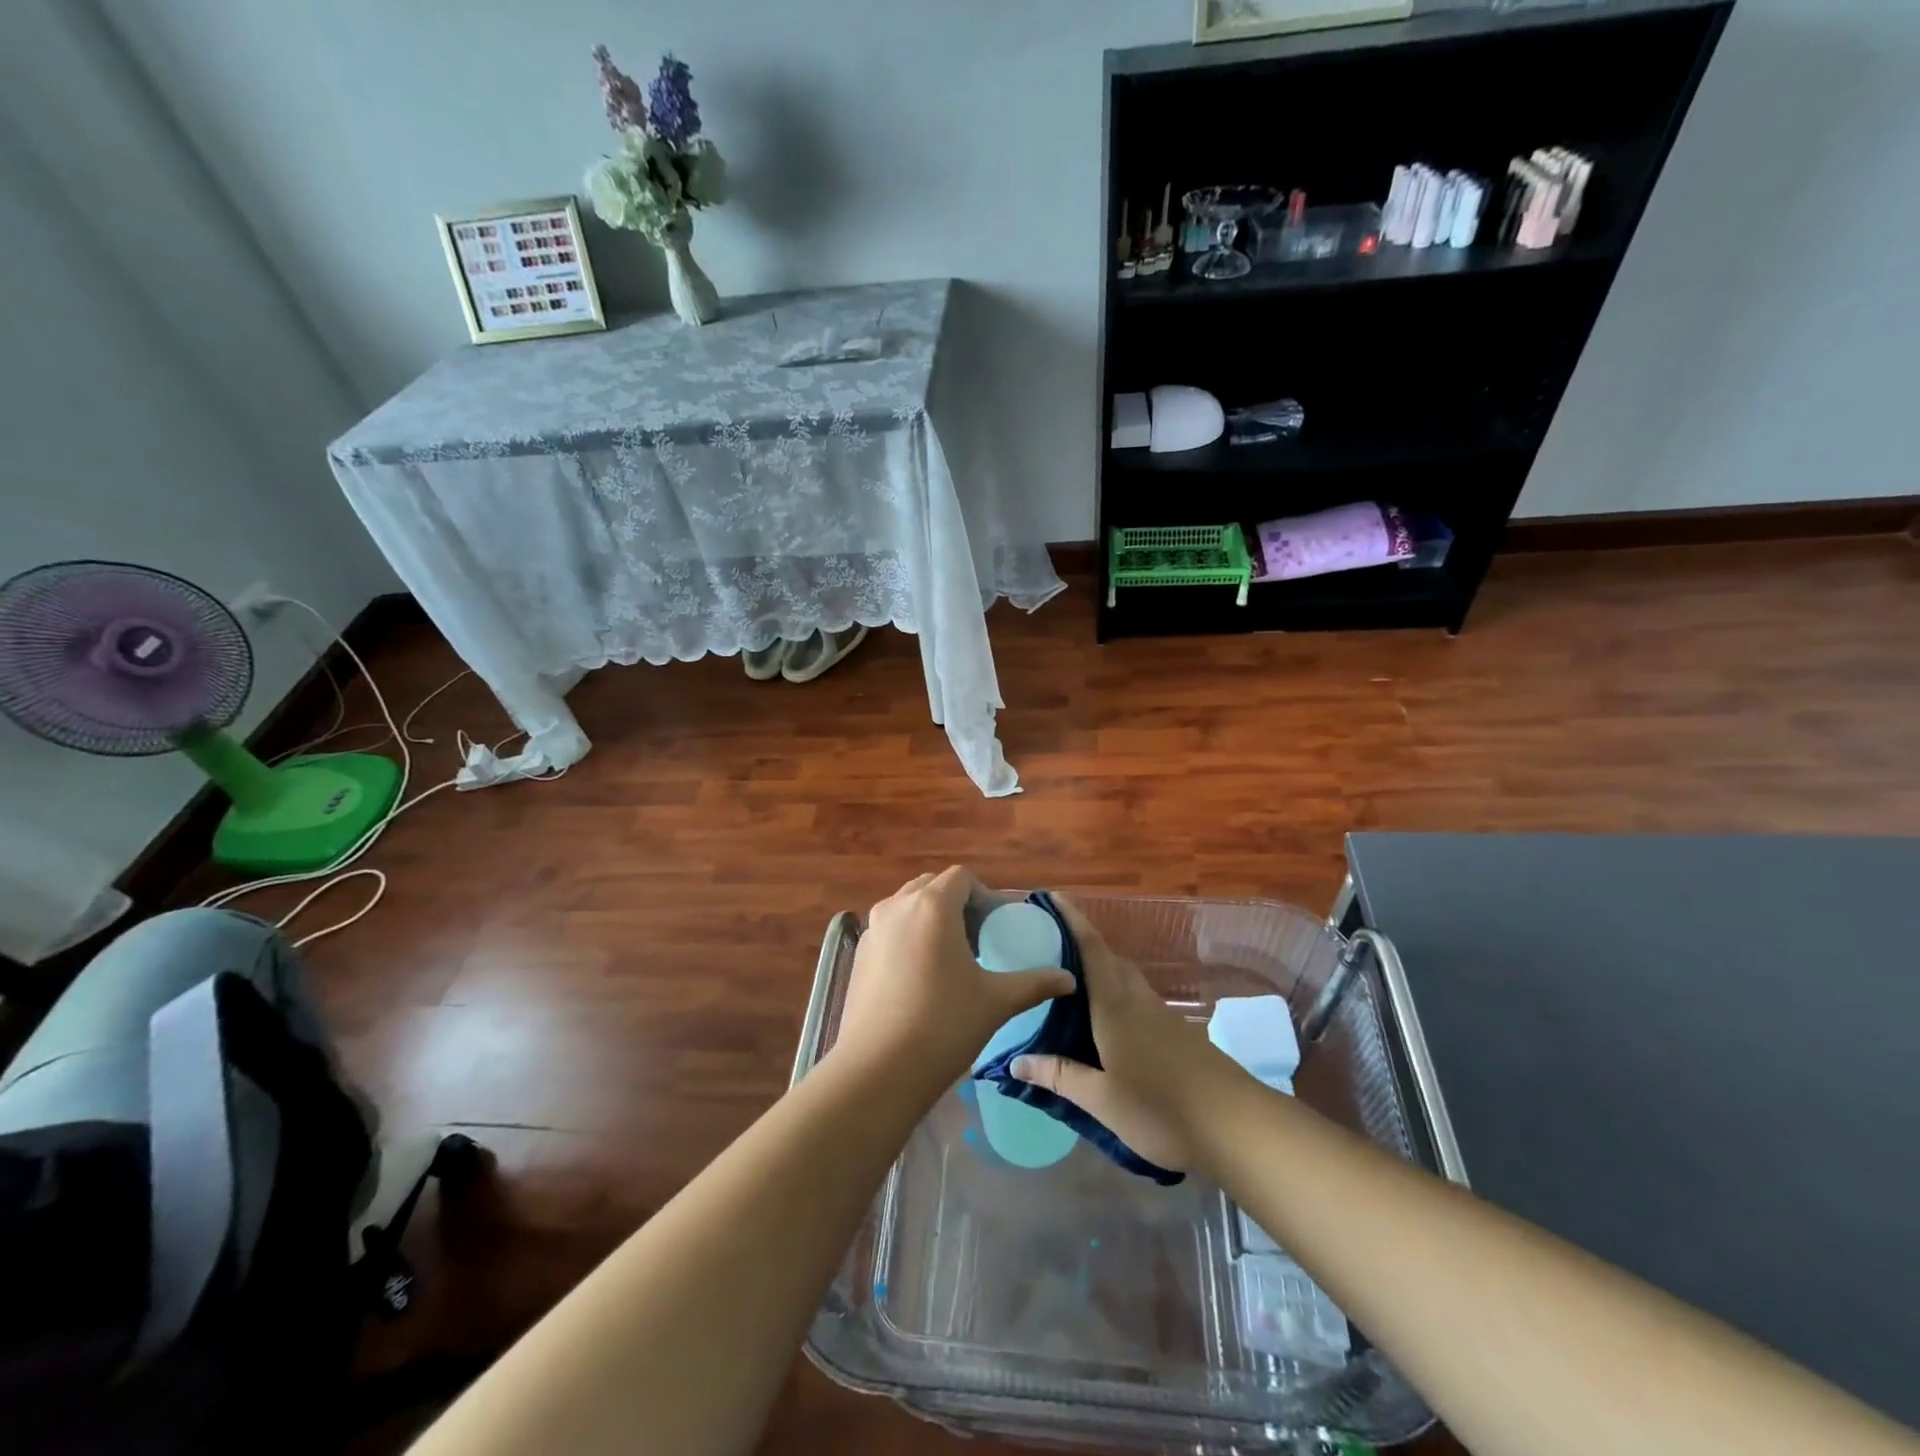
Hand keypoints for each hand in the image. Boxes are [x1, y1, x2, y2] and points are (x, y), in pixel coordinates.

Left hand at [831, 867, 1074, 1098]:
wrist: (878, 1070)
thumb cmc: (944, 1025)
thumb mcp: (996, 1001)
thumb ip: (1035, 983)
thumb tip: (1069, 980)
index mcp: (932, 905)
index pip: (962, 878)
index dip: (983, 896)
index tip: (996, 927)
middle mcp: (897, 906)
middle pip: (932, 887)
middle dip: (957, 905)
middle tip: (977, 940)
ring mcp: (872, 929)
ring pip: (907, 907)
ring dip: (930, 920)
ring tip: (949, 959)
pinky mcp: (857, 954)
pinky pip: (889, 930)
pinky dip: (908, 938)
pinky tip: (919, 979)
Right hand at [1011, 896, 1251, 1173]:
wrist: (1237, 1124)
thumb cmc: (1161, 1108)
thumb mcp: (1102, 1101)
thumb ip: (1060, 1077)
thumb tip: (1015, 1061)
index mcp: (1114, 1008)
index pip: (1090, 950)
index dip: (1072, 921)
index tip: (1053, 897)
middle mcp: (1137, 1001)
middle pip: (1108, 959)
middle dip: (1081, 945)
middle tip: (1049, 947)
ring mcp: (1161, 1015)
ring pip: (1124, 979)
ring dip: (1100, 970)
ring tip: (1072, 984)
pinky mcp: (1177, 1033)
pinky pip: (1137, 999)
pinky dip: (1116, 995)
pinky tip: (1106, 1022)